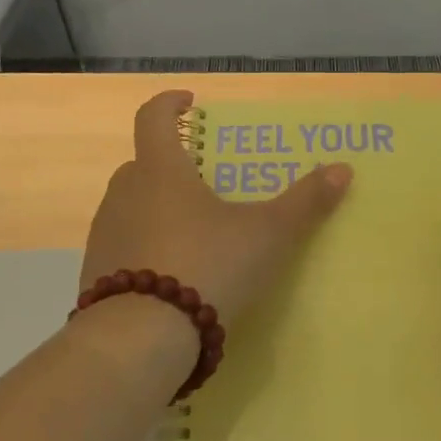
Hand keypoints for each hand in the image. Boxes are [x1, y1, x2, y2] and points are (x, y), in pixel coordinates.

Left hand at [80, 91, 352, 322]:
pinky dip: (145, 248)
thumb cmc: (207, 266)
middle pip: (144, 165)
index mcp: (160, 171)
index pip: (153, 117)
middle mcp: (124, 193)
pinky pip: (124, 246)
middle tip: (205, 183)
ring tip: (193, 234)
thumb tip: (343, 169)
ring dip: (157, 209)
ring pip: (132, 207)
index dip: (170, 104)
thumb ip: (304, 203)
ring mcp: (105, 233)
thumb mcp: (266, 235)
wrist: (140, 338)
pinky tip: (171, 276)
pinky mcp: (97, 273)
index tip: (188, 102)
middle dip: (172, 166)